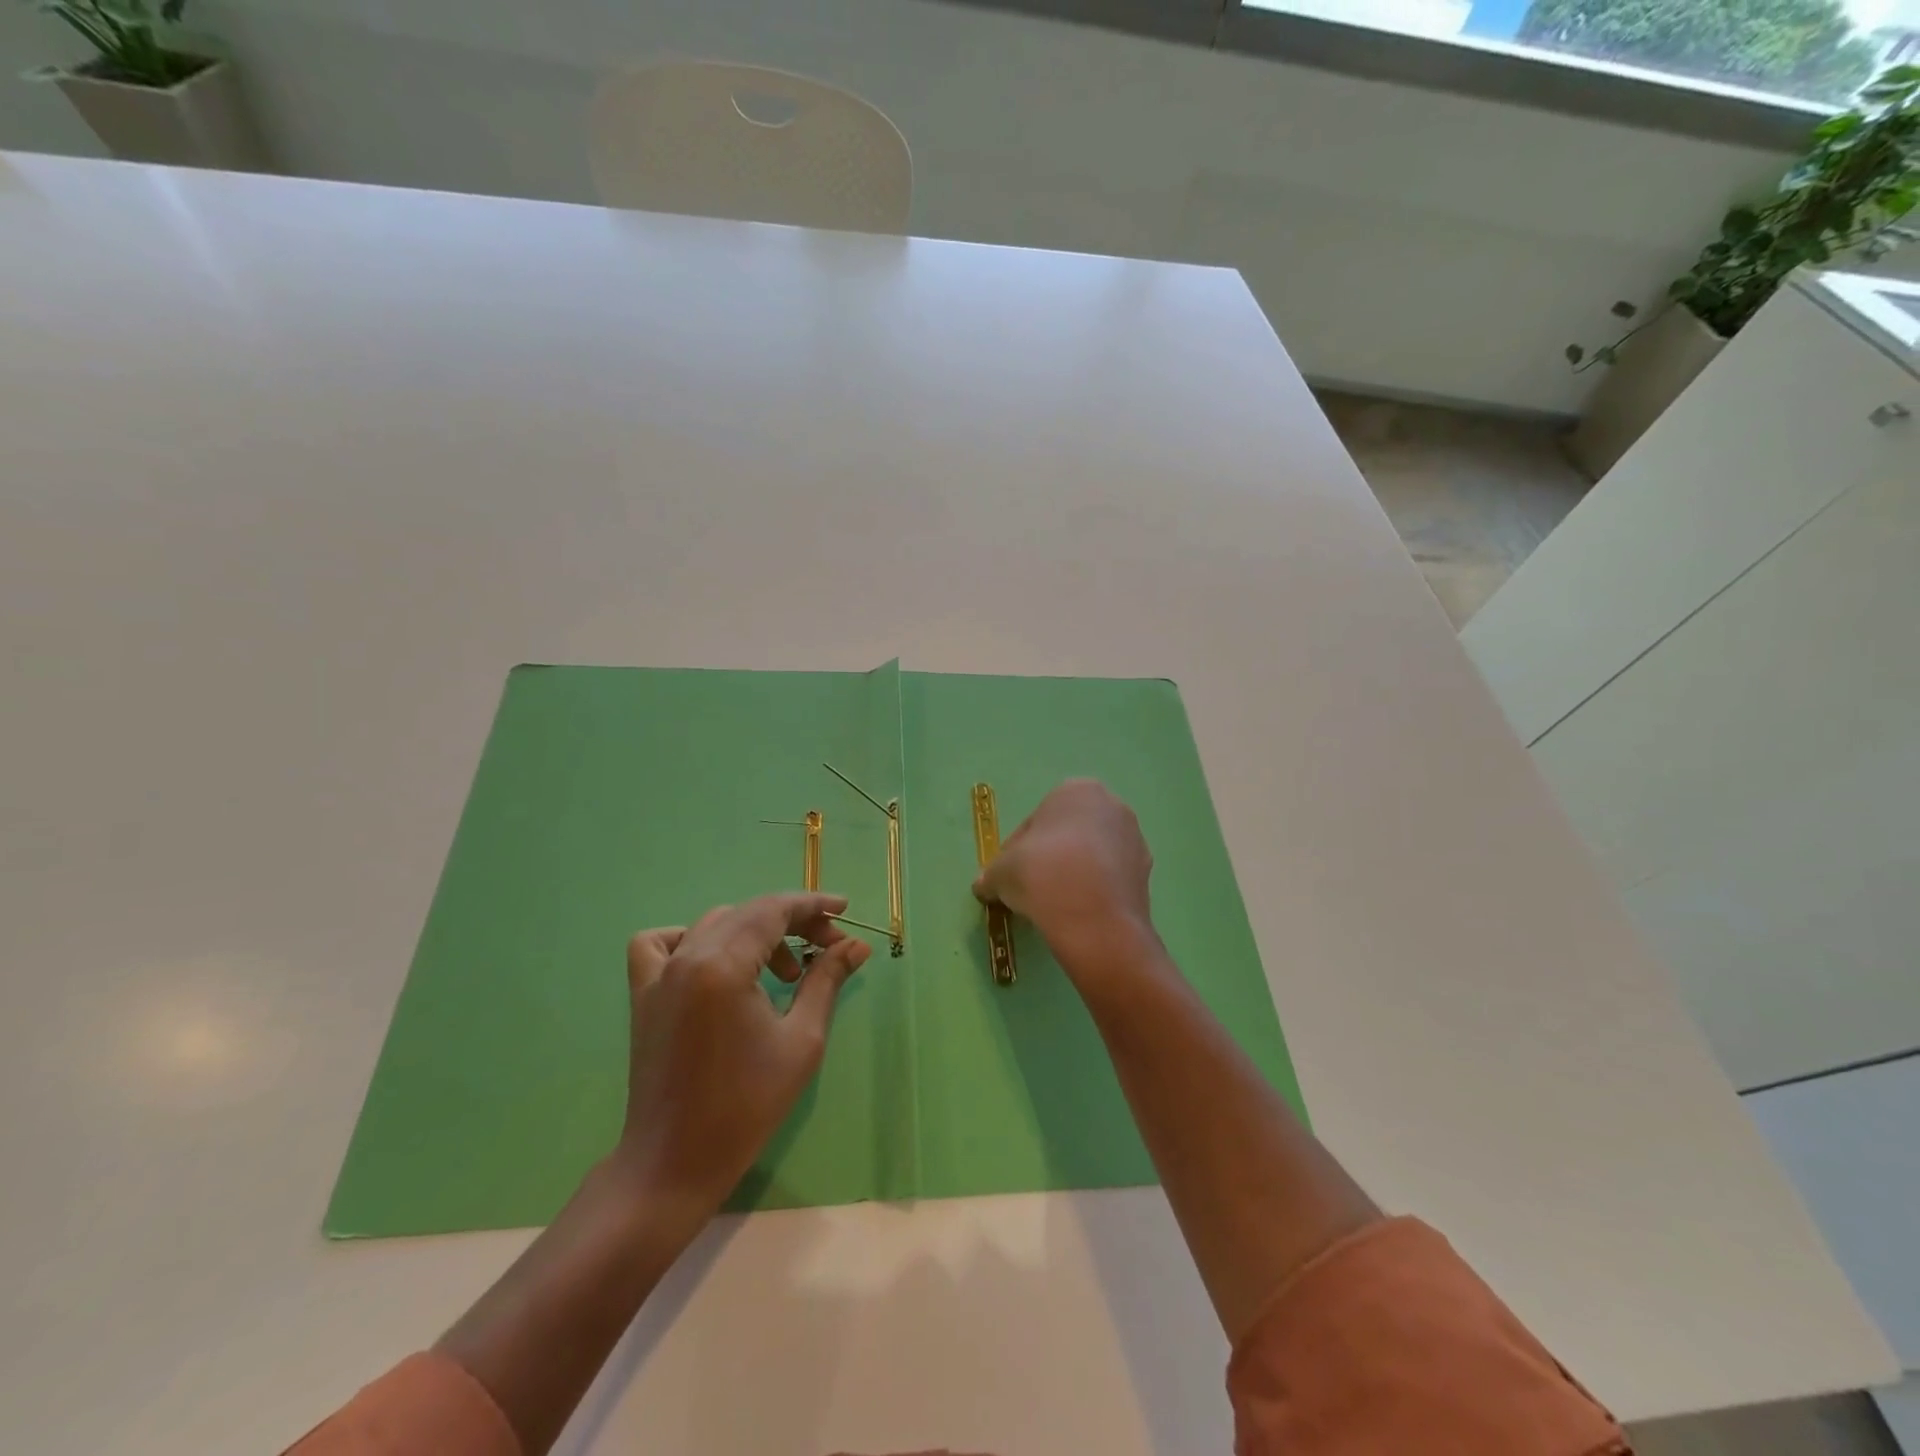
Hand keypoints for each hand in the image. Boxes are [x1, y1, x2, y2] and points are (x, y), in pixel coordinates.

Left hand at [614, 893, 870, 1214]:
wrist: (675, 1163)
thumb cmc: (747, 1105)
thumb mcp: (801, 1039)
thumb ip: (826, 980)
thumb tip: (856, 945)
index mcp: (722, 966)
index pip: (772, 911)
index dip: (812, 905)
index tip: (844, 910)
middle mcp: (686, 958)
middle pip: (747, 914)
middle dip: (793, 922)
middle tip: (828, 948)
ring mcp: (658, 975)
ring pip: (713, 924)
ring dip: (755, 933)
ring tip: (784, 971)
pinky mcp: (643, 995)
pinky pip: (661, 943)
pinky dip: (692, 938)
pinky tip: (716, 963)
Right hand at [973, 779, 1156, 977]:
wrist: (1094, 919)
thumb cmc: (1042, 874)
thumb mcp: (1000, 872)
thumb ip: (991, 874)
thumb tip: (985, 885)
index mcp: (1076, 791)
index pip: (1036, 822)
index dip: (1016, 851)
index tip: (1009, 876)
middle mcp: (1112, 806)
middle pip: (1067, 835)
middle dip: (1049, 858)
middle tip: (1030, 890)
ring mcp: (1134, 840)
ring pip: (1091, 856)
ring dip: (1072, 875)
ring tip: (1053, 905)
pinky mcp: (1147, 874)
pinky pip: (1110, 879)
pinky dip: (1093, 892)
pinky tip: (1077, 914)